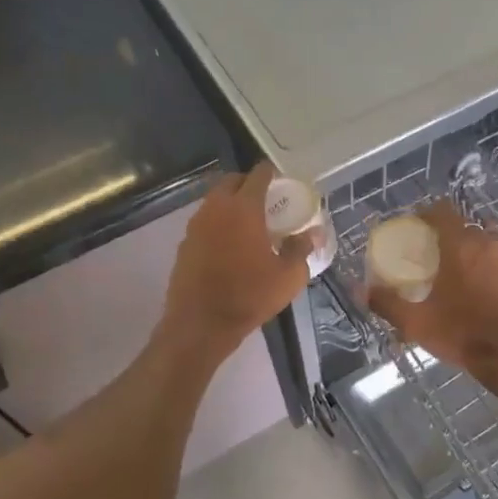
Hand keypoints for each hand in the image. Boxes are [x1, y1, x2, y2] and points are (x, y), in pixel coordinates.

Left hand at [160, 164, 313, 360]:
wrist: (201, 324)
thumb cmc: (249, 296)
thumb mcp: (288, 276)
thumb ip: (301, 248)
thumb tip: (312, 233)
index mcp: (243, 208)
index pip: (258, 175)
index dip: (271, 174)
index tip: (282, 182)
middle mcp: (215, 208)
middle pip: (232, 182)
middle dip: (249, 184)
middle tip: (267, 201)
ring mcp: (195, 225)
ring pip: (215, 201)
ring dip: (231, 204)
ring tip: (249, 223)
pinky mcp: (184, 244)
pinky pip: (204, 223)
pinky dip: (218, 224)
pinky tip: (230, 246)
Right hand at [365, 202, 497, 379]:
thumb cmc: (463, 334)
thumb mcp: (417, 323)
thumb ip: (387, 303)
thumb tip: (359, 290)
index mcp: (461, 246)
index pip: (443, 211)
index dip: (427, 214)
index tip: (415, 227)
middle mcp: (488, 244)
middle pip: (465, 226)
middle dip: (448, 235)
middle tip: (433, 256)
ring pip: (487, 243)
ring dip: (472, 251)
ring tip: (459, 273)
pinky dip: (491, 268)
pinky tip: (484, 290)